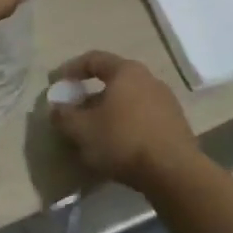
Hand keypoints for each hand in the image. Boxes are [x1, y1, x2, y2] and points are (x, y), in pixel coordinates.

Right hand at [50, 51, 195, 189]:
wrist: (174, 173)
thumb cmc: (123, 140)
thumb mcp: (82, 130)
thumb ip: (64, 116)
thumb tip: (56, 109)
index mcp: (126, 72)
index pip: (94, 59)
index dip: (71, 69)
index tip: (57, 83)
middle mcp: (149, 79)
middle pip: (113, 81)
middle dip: (90, 95)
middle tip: (75, 111)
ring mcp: (166, 102)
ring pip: (128, 100)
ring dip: (109, 112)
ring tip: (94, 132)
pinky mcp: (176, 125)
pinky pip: (143, 117)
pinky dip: (126, 125)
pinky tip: (118, 145)